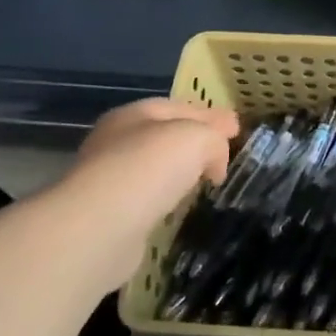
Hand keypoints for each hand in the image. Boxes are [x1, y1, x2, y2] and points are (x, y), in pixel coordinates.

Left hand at [53, 98, 240, 244]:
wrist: (99, 228)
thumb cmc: (149, 168)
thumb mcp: (196, 138)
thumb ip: (214, 140)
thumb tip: (215, 161)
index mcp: (133, 114)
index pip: (179, 107)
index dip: (210, 115)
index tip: (237, 129)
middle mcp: (115, 142)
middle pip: (164, 136)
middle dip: (194, 142)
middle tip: (223, 154)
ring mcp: (108, 181)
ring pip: (153, 169)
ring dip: (178, 173)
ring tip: (205, 181)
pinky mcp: (108, 217)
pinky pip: (146, 200)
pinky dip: (165, 200)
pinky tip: (178, 208)